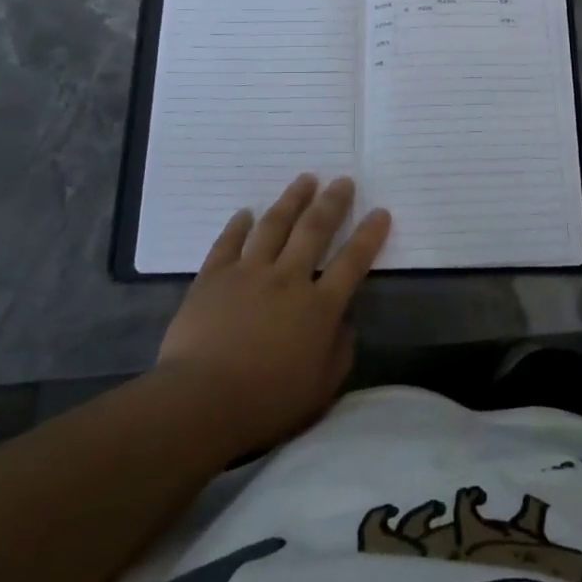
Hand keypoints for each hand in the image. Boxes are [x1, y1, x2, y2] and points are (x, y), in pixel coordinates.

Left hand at [156, 174, 389, 454]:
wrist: (200, 401)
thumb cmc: (266, 402)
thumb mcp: (321, 388)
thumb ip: (340, 350)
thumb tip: (346, 321)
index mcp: (319, 307)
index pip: (353, 262)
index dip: (369, 235)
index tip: (380, 212)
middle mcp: (288, 278)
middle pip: (315, 229)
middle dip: (332, 202)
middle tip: (343, 180)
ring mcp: (248, 272)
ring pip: (274, 225)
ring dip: (292, 199)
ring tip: (305, 179)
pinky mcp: (214, 277)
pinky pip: (228, 242)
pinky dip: (238, 225)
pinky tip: (246, 212)